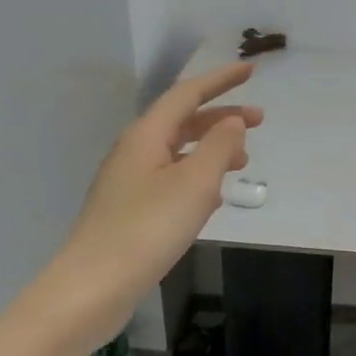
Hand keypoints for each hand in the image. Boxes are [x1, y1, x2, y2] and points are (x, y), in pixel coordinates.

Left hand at [64, 63, 261, 301]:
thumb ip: (218, 147)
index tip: (251, 70)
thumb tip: (234, 122)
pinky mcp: (130, 210)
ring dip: (212, 149)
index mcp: (146, 136)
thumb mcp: (194, 183)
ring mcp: (129, 182)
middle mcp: (134, 152)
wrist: (95, 285)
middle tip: (260, 121)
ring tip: (243, 162)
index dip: (220, 80)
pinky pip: (171, 179)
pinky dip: (198, 177)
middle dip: (221, 117)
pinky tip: (213, 198)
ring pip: (177, 152)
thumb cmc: (148, 228)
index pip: (187, 94)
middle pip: (182, 121)